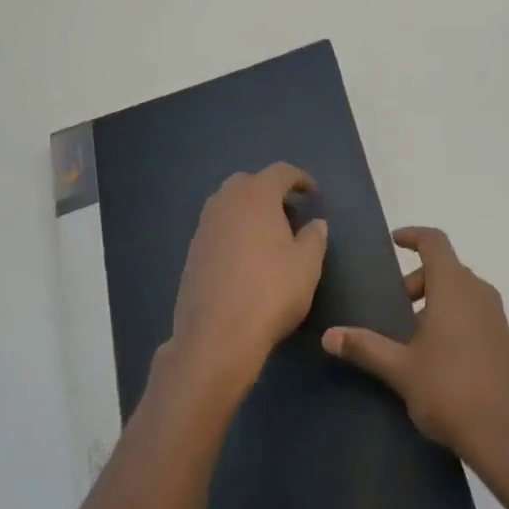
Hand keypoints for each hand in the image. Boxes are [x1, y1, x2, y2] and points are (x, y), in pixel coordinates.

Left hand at [169, 164, 328, 403]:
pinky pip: (216, 229)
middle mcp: (225, 203)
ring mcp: (204, 227)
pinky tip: (245, 259)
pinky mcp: (192, 253)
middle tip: (288, 213)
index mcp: (256, 196)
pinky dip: (233, 233)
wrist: (216, 336)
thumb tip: (315, 223)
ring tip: (268, 236)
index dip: (299, 178)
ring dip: (248, 211)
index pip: (280, 172)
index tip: (312, 193)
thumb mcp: (307, 265)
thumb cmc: (271, 292)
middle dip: (269, 191)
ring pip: (228, 205)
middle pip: (248, 182)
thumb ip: (315, 237)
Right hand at [322, 227, 508, 478]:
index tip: (393, 241)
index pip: (434, 242)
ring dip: (433, 301)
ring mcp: (495, 316)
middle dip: (415, 281)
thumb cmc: (451, 391)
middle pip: (444, 268)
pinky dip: (451, 317)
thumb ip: (365, 347)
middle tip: (391, 308)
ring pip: (459, 291)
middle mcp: (478, 292)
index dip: (413, 236)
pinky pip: (472, 312)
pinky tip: (434, 356)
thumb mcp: (401, 369)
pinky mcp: (503, 340)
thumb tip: (329, 335)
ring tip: (408, 336)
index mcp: (454, 287)